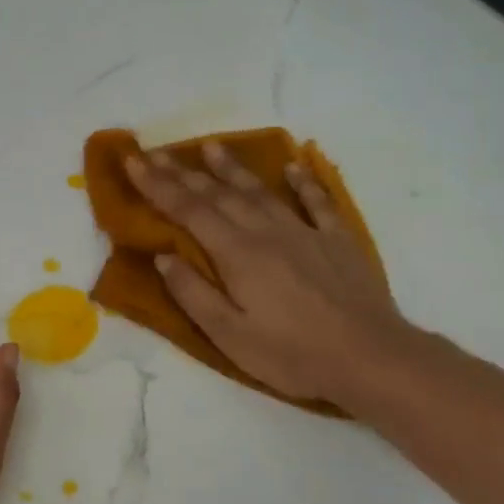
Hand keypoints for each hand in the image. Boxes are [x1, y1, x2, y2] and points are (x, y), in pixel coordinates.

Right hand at [126, 142, 410, 404]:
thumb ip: (193, 293)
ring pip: (261, 191)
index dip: (158, 185)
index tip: (134, 161)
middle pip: (219, 194)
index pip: (188, 210)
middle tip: (157, 151)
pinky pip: (317, 202)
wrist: (369, 357)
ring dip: (233, 168)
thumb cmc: (291, 354)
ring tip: (212, 146)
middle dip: (183, 172)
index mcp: (237, 254)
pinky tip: (294, 167)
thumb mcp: (229, 335)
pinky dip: (304, 182)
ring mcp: (305, 232)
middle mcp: (267, 232)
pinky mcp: (337, 241)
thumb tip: (163, 256)